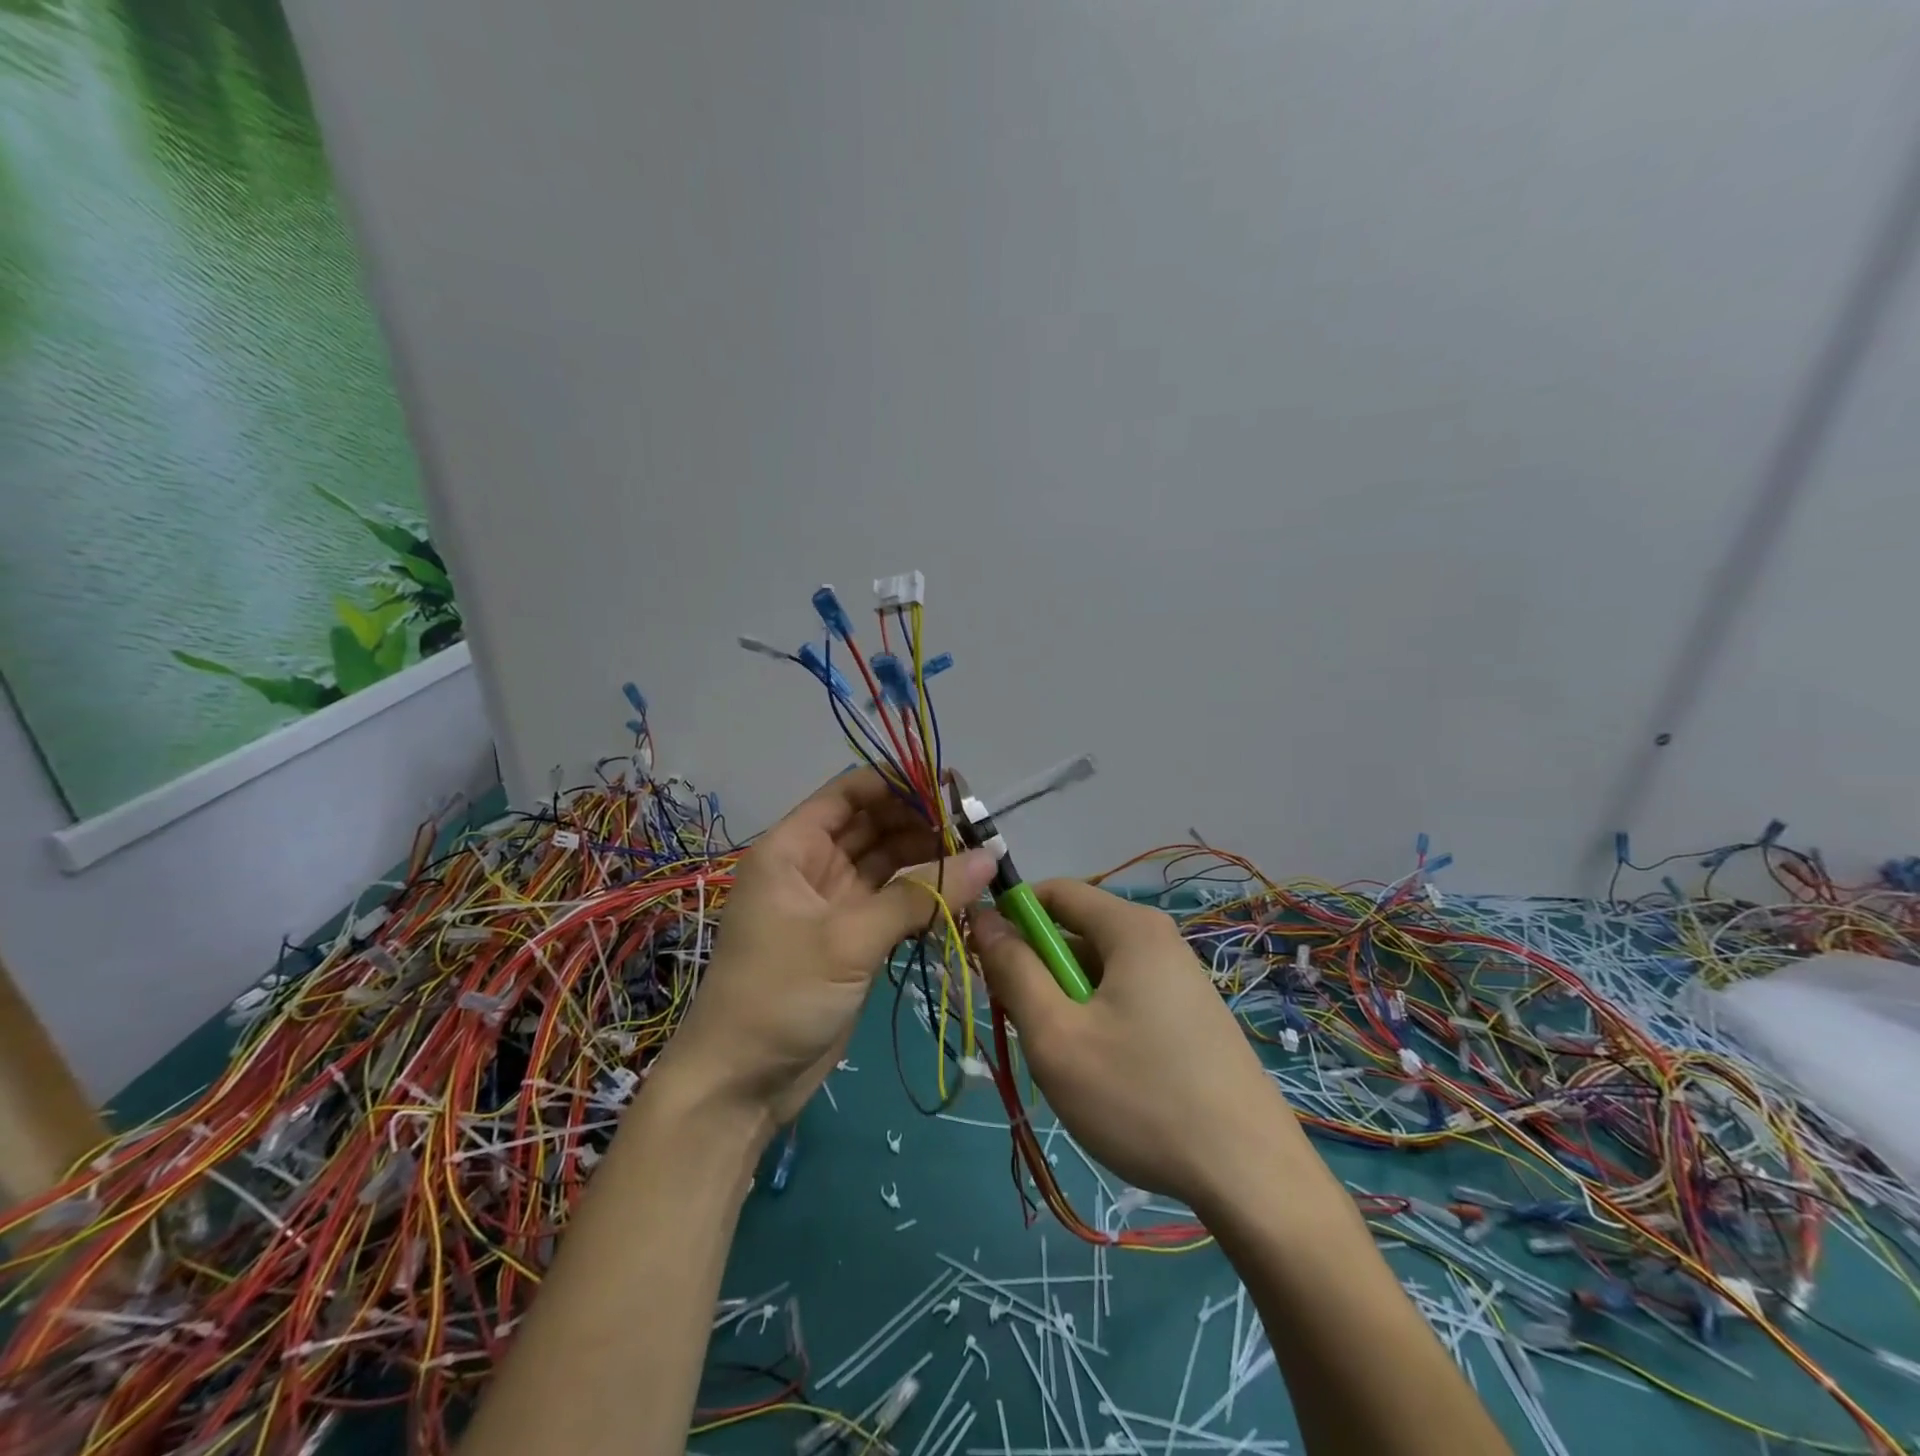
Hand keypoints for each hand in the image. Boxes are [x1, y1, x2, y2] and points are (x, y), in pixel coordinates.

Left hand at [656, 769, 996, 1128]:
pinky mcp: (852, 938)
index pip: (849, 793)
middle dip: (920, 822)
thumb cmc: (780, 994)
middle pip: (873, 826)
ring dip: (927, 859)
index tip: (949, 785)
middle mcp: (813, 866)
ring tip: (978, 857)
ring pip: (887, 865)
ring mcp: (833, 904)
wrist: (741, 1084)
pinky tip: (960, 894)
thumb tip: (989, 858)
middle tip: (975, 827)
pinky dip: (923, 897)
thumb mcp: (849, 938)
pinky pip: (893, 903)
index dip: (897, 783)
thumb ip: (920, 895)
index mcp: (792, 848)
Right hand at [972, 879, 1306, 1210]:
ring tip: (1064, 1062)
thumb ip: (1013, 971)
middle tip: (1022, 1027)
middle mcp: (1159, 939)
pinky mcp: (1191, 1016)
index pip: (1054, 892)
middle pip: (1076, 932)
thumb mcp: (1057, 1035)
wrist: (1251, 1178)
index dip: (1010, 917)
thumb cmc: (1141, 1097)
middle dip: (1038, 970)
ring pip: (1098, 972)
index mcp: (1130, 927)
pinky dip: (1097, 1022)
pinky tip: (1102, 1076)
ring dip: (1066, 1003)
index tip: (984, 963)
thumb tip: (983, 918)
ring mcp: (1180, 979)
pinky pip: (1125, 997)